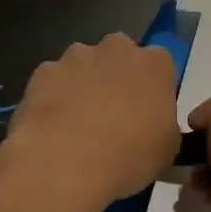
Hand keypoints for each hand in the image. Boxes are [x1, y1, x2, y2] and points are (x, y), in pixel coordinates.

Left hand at [1, 34, 180, 211]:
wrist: (64, 162)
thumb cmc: (128, 156)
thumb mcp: (167, 150)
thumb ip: (163, 125)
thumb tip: (152, 125)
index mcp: (155, 64)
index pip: (160, 65)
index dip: (152, 88)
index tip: (146, 112)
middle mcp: (116, 48)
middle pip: (120, 56)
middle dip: (116, 77)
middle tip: (112, 114)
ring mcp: (76, 56)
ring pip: (83, 64)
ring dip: (83, 84)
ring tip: (77, 124)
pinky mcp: (43, 72)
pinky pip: (53, 81)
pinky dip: (54, 96)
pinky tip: (52, 126)